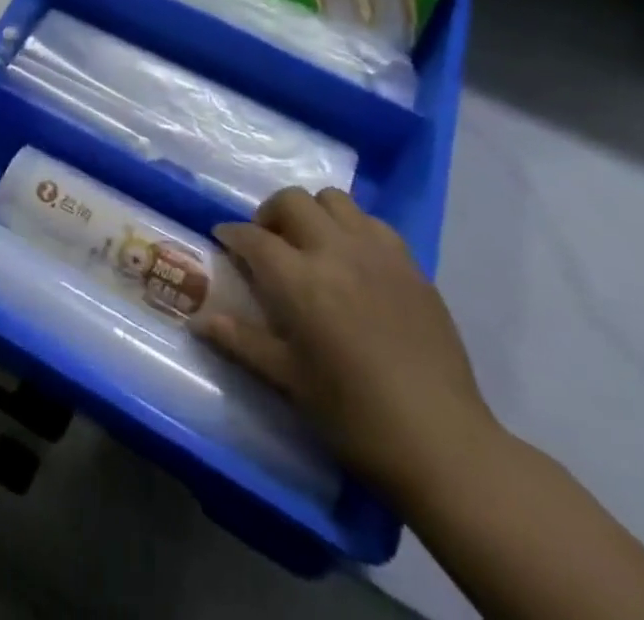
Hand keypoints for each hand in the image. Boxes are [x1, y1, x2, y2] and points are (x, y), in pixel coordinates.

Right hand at [197, 187, 496, 503]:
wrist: (443, 443)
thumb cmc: (355, 417)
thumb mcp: (289, 382)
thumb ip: (242, 341)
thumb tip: (200, 320)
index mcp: (300, 281)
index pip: (253, 237)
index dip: (231, 234)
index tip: (223, 241)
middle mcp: (335, 251)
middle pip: (291, 200)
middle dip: (270, 214)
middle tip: (267, 242)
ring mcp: (377, 252)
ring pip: (333, 199)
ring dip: (313, 213)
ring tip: (311, 244)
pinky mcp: (410, 263)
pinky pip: (372, 222)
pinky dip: (352, 228)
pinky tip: (353, 260)